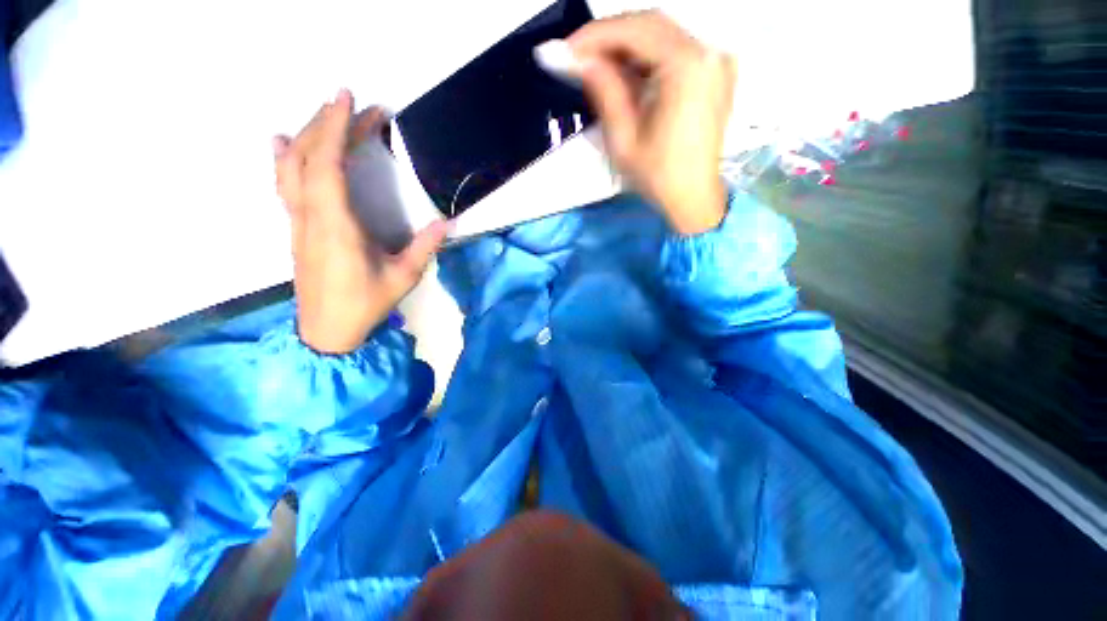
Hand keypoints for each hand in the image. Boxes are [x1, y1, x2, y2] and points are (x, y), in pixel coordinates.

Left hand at [274, 90, 447, 354]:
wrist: (327, 331)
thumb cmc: (366, 304)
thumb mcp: (403, 277)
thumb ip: (425, 247)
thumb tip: (446, 222)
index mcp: (336, 225)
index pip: (326, 165)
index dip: (335, 128)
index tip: (349, 99)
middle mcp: (310, 216)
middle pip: (306, 157)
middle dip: (327, 123)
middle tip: (353, 104)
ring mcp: (298, 221)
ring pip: (291, 167)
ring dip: (307, 135)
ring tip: (325, 114)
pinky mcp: (297, 228)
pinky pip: (285, 184)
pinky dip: (286, 158)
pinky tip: (286, 144)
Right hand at [567, 11, 735, 234]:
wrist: (694, 198)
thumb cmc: (659, 176)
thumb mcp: (623, 138)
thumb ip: (604, 91)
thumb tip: (580, 60)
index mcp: (687, 67)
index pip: (636, 30)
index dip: (595, 35)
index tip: (565, 49)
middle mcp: (708, 53)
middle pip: (650, 25)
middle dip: (609, 37)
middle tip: (576, 56)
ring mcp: (715, 61)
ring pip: (662, 35)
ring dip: (625, 46)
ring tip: (594, 65)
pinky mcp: (713, 73)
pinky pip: (674, 51)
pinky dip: (645, 56)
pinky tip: (624, 72)